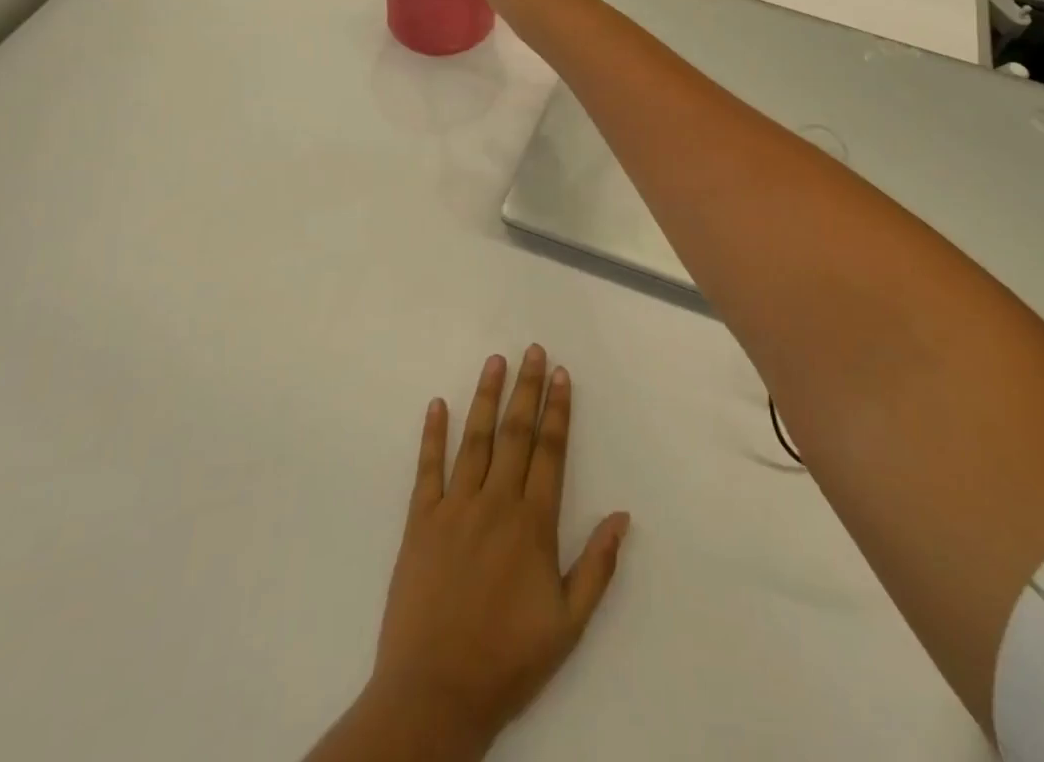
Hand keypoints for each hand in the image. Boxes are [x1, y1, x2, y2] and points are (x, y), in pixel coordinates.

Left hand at [365, 347, 629, 757]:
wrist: (435, 695)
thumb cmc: (507, 659)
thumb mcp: (569, 624)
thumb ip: (598, 566)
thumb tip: (623, 515)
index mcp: (533, 523)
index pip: (550, 451)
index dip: (557, 410)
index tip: (560, 374)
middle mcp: (496, 503)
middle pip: (515, 433)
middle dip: (526, 388)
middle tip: (532, 349)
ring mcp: (455, 508)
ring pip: (474, 439)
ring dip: (486, 396)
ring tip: (494, 361)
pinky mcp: (420, 522)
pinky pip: (427, 469)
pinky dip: (432, 434)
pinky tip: (437, 404)